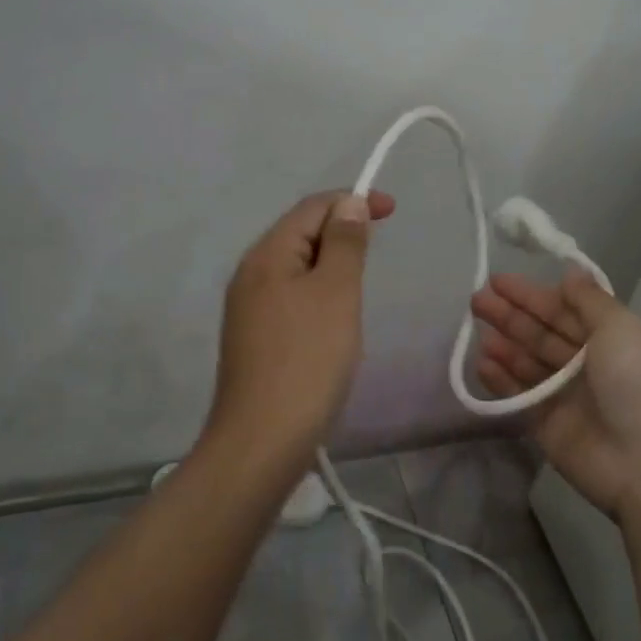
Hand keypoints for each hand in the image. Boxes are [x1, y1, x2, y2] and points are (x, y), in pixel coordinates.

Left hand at [209, 189, 395, 465]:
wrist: (263, 440)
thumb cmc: (307, 360)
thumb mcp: (335, 293)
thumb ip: (344, 243)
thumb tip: (347, 203)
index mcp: (266, 255)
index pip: (310, 208)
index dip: (351, 200)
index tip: (392, 210)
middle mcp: (250, 274)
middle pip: (299, 234)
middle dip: (341, 231)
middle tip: (378, 247)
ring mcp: (249, 309)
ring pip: (296, 269)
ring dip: (331, 265)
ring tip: (360, 283)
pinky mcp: (255, 339)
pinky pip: (292, 298)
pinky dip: (319, 294)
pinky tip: (335, 319)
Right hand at [471, 271, 640, 519]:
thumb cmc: (637, 384)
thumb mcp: (621, 328)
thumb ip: (589, 299)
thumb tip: (570, 271)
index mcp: (613, 339)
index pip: (566, 309)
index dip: (533, 294)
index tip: (498, 280)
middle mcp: (589, 364)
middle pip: (543, 332)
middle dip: (511, 314)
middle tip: (476, 299)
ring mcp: (567, 396)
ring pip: (528, 361)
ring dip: (503, 342)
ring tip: (475, 328)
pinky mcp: (547, 424)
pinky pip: (518, 394)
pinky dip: (500, 378)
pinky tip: (481, 362)